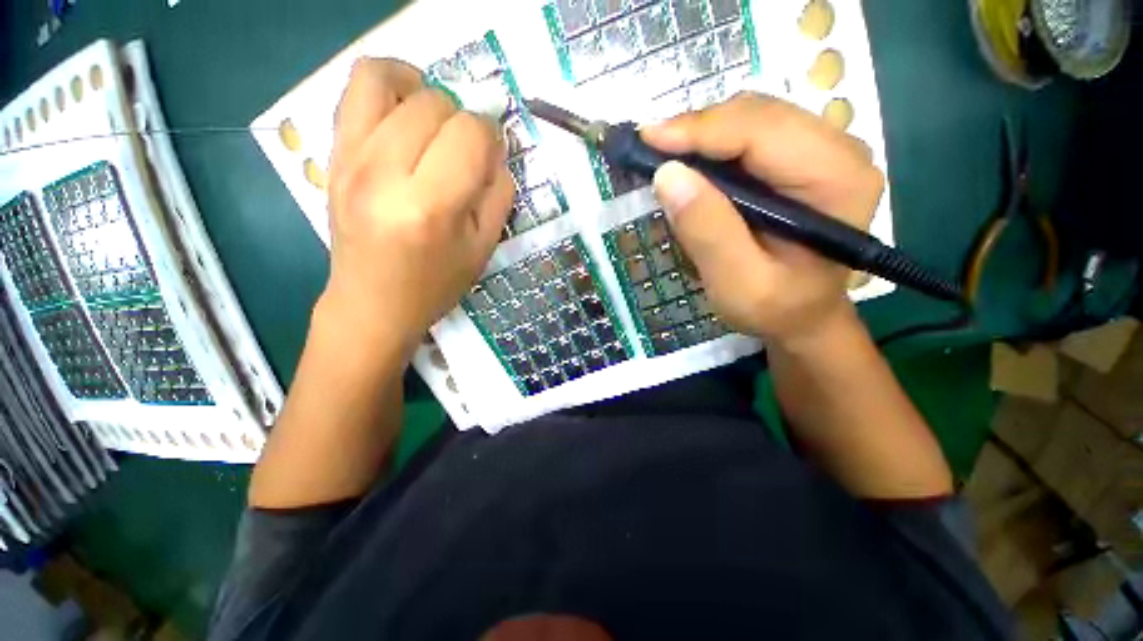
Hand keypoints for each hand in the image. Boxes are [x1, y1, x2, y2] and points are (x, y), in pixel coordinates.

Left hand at [321, 58, 514, 358]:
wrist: (373, 303)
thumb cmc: (436, 284)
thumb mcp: (483, 247)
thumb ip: (498, 194)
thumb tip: (495, 151)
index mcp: (431, 206)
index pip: (469, 134)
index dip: (491, 136)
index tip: (492, 155)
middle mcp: (384, 173)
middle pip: (434, 103)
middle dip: (462, 119)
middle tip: (465, 149)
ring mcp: (350, 159)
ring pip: (386, 78)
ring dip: (422, 89)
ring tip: (434, 119)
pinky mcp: (333, 155)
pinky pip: (354, 91)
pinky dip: (387, 86)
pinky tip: (404, 114)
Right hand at [641, 93, 882, 349]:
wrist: (802, 315)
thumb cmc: (775, 308)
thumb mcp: (737, 284)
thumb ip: (708, 232)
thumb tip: (668, 175)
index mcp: (836, 181)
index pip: (763, 132)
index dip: (701, 130)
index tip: (647, 139)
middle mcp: (839, 151)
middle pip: (758, 115)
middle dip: (697, 129)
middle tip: (648, 150)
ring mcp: (822, 150)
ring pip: (752, 117)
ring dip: (702, 135)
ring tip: (664, 157)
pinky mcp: (801, 158)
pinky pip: (750, 134)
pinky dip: (712, 145)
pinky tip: (691, 164)